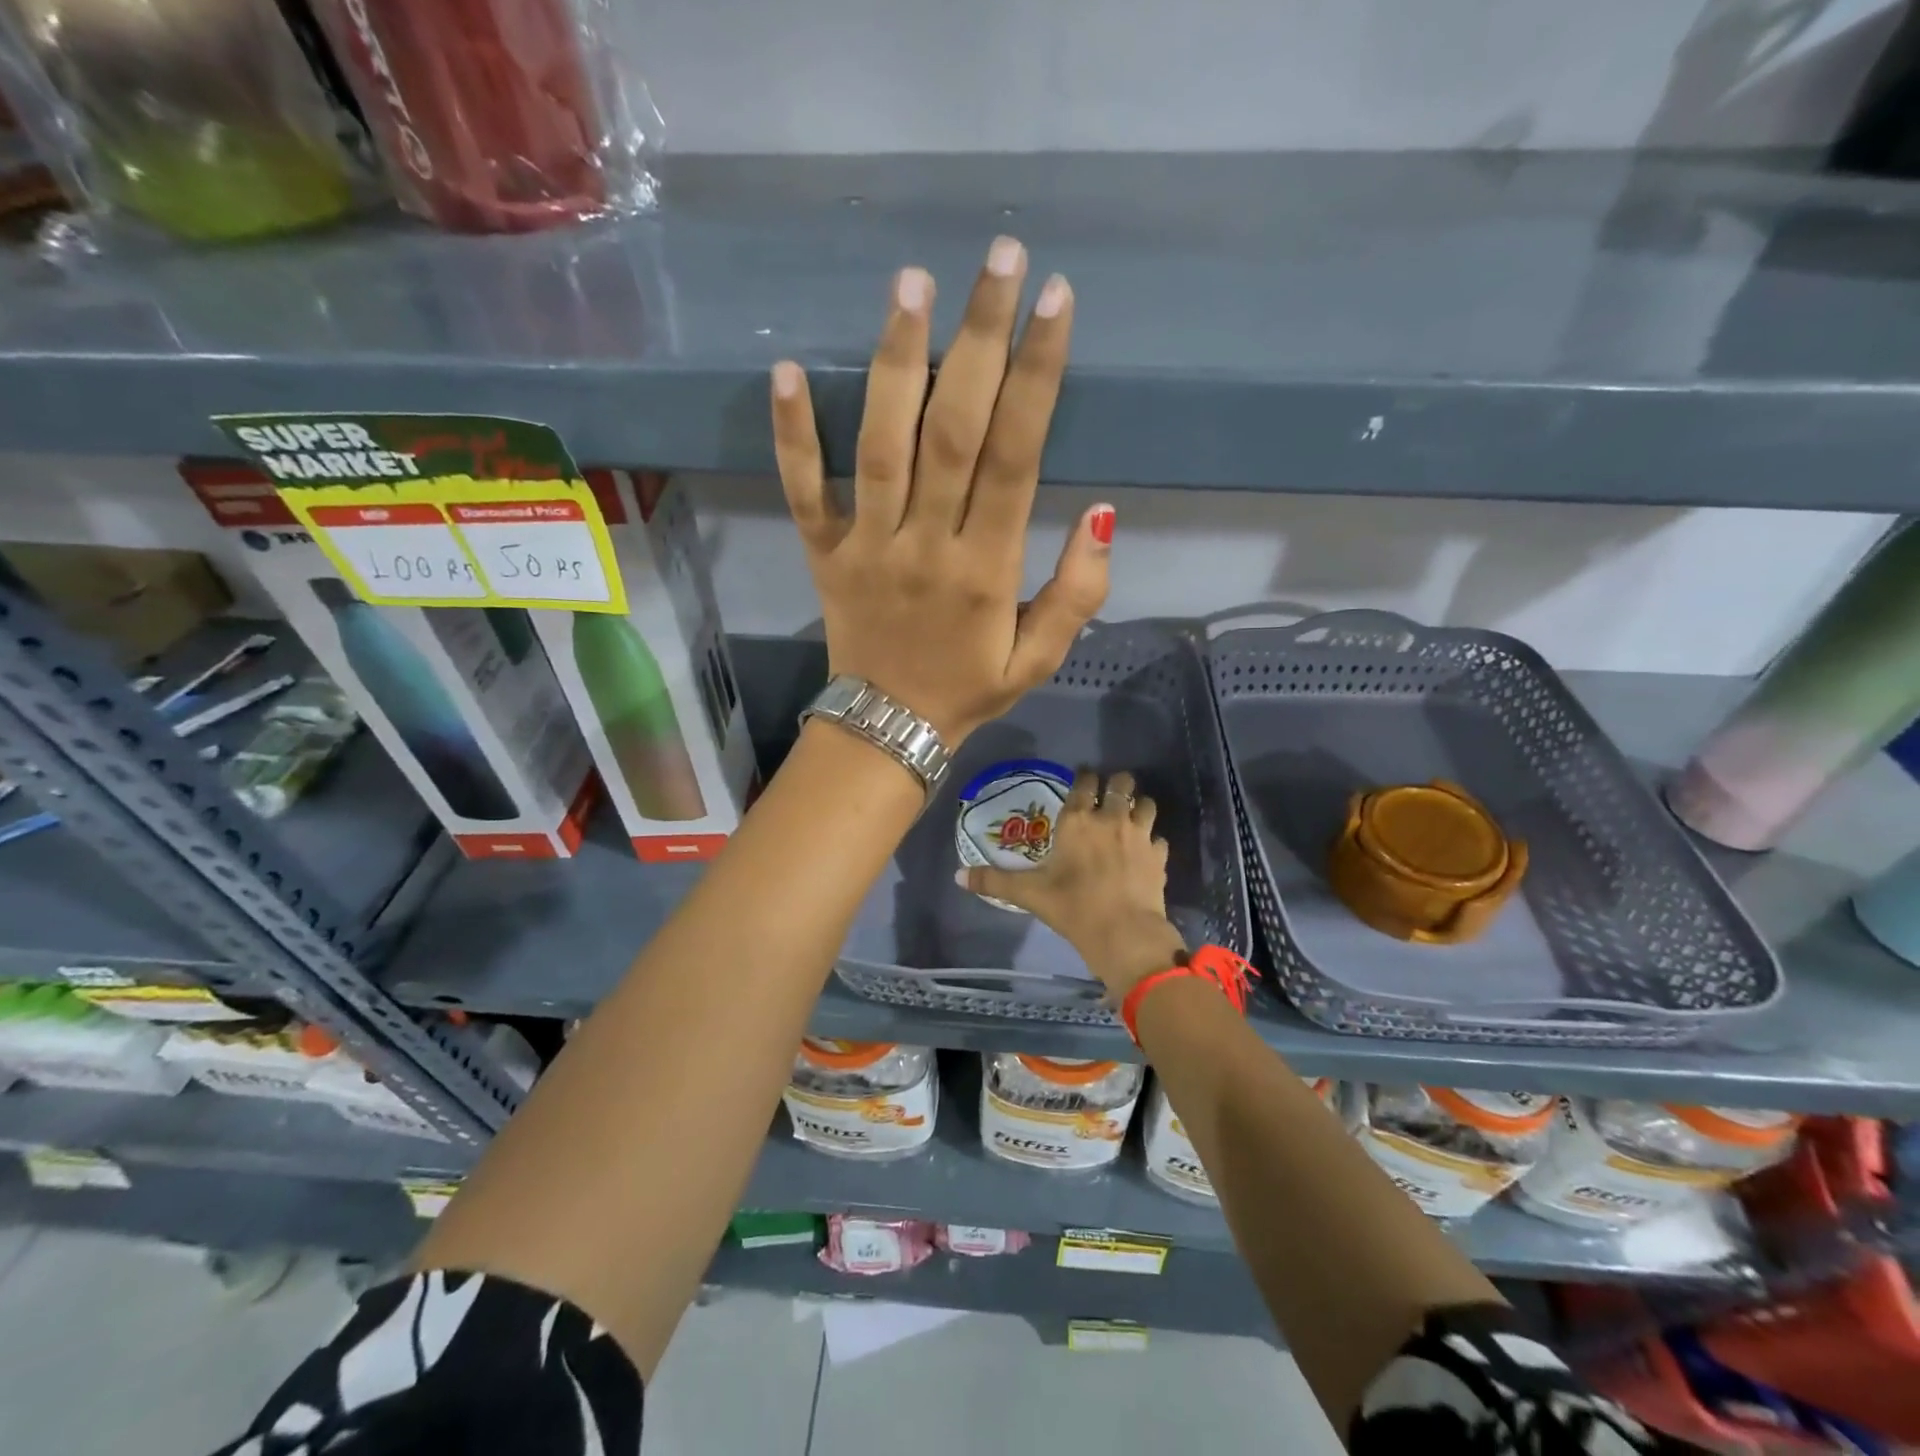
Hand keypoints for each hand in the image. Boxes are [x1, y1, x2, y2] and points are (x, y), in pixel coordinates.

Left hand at [770, 238, 1111, 745]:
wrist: (887, 730)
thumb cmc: (968, 690)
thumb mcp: (1040, 659)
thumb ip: (1076, 593)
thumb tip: (1099, 513)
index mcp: (984, 569)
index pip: (1015, 456)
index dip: (1037, 376)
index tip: (1055, 301)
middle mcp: (925, 544)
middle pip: (953, 430)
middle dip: (979, 339)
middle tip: (998, 259)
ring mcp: (867, 545)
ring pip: (880, 445)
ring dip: (895, 362)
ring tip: (911, 284)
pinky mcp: (823, 553)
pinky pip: (804, 490)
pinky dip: (793, 435)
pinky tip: (788, 370)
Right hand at [958, 769, 1186, 997]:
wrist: (1123, 933)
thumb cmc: (1072, 907)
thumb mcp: (1029, 893)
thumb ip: (994, 880)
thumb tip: (958, 876)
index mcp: (1077, 820)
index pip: (1084, 782)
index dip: (1085, 776)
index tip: (1083, 778)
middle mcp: (1110, 818)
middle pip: (1121, 784)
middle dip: (1117, 783)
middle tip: (1111, 792)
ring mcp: (1139, 835)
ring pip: (1147, 804)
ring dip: (1140, 805)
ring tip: (1133, 814)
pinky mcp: (1159, 855)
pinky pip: (1159, 837)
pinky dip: (1153, 840)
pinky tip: (1147, 850)